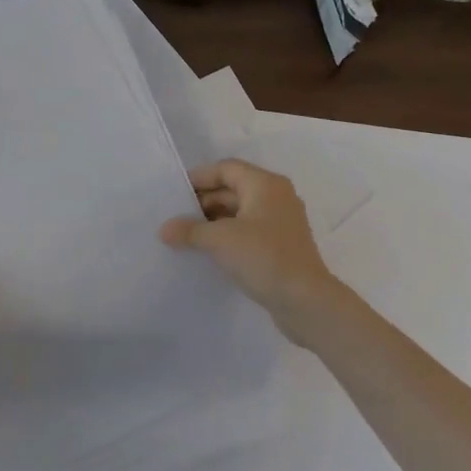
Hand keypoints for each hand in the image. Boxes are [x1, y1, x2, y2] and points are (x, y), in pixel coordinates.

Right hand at [160, 160, 340, 341]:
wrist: (305, 301)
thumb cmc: (263, 257)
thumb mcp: (219, 240)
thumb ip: (189, 230)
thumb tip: (164, 229)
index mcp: (265, 185)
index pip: (226, 168)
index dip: (199, 177)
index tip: (174, 193)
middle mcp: (276, 197)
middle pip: (233, 189)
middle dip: (203, 201)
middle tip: (175, 217)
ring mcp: (281, 223)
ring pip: (240, 212)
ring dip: (213, 221)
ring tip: (186, 235)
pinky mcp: (281, 246)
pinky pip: (248, 231)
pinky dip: (227, 236)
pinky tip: (208, 251)